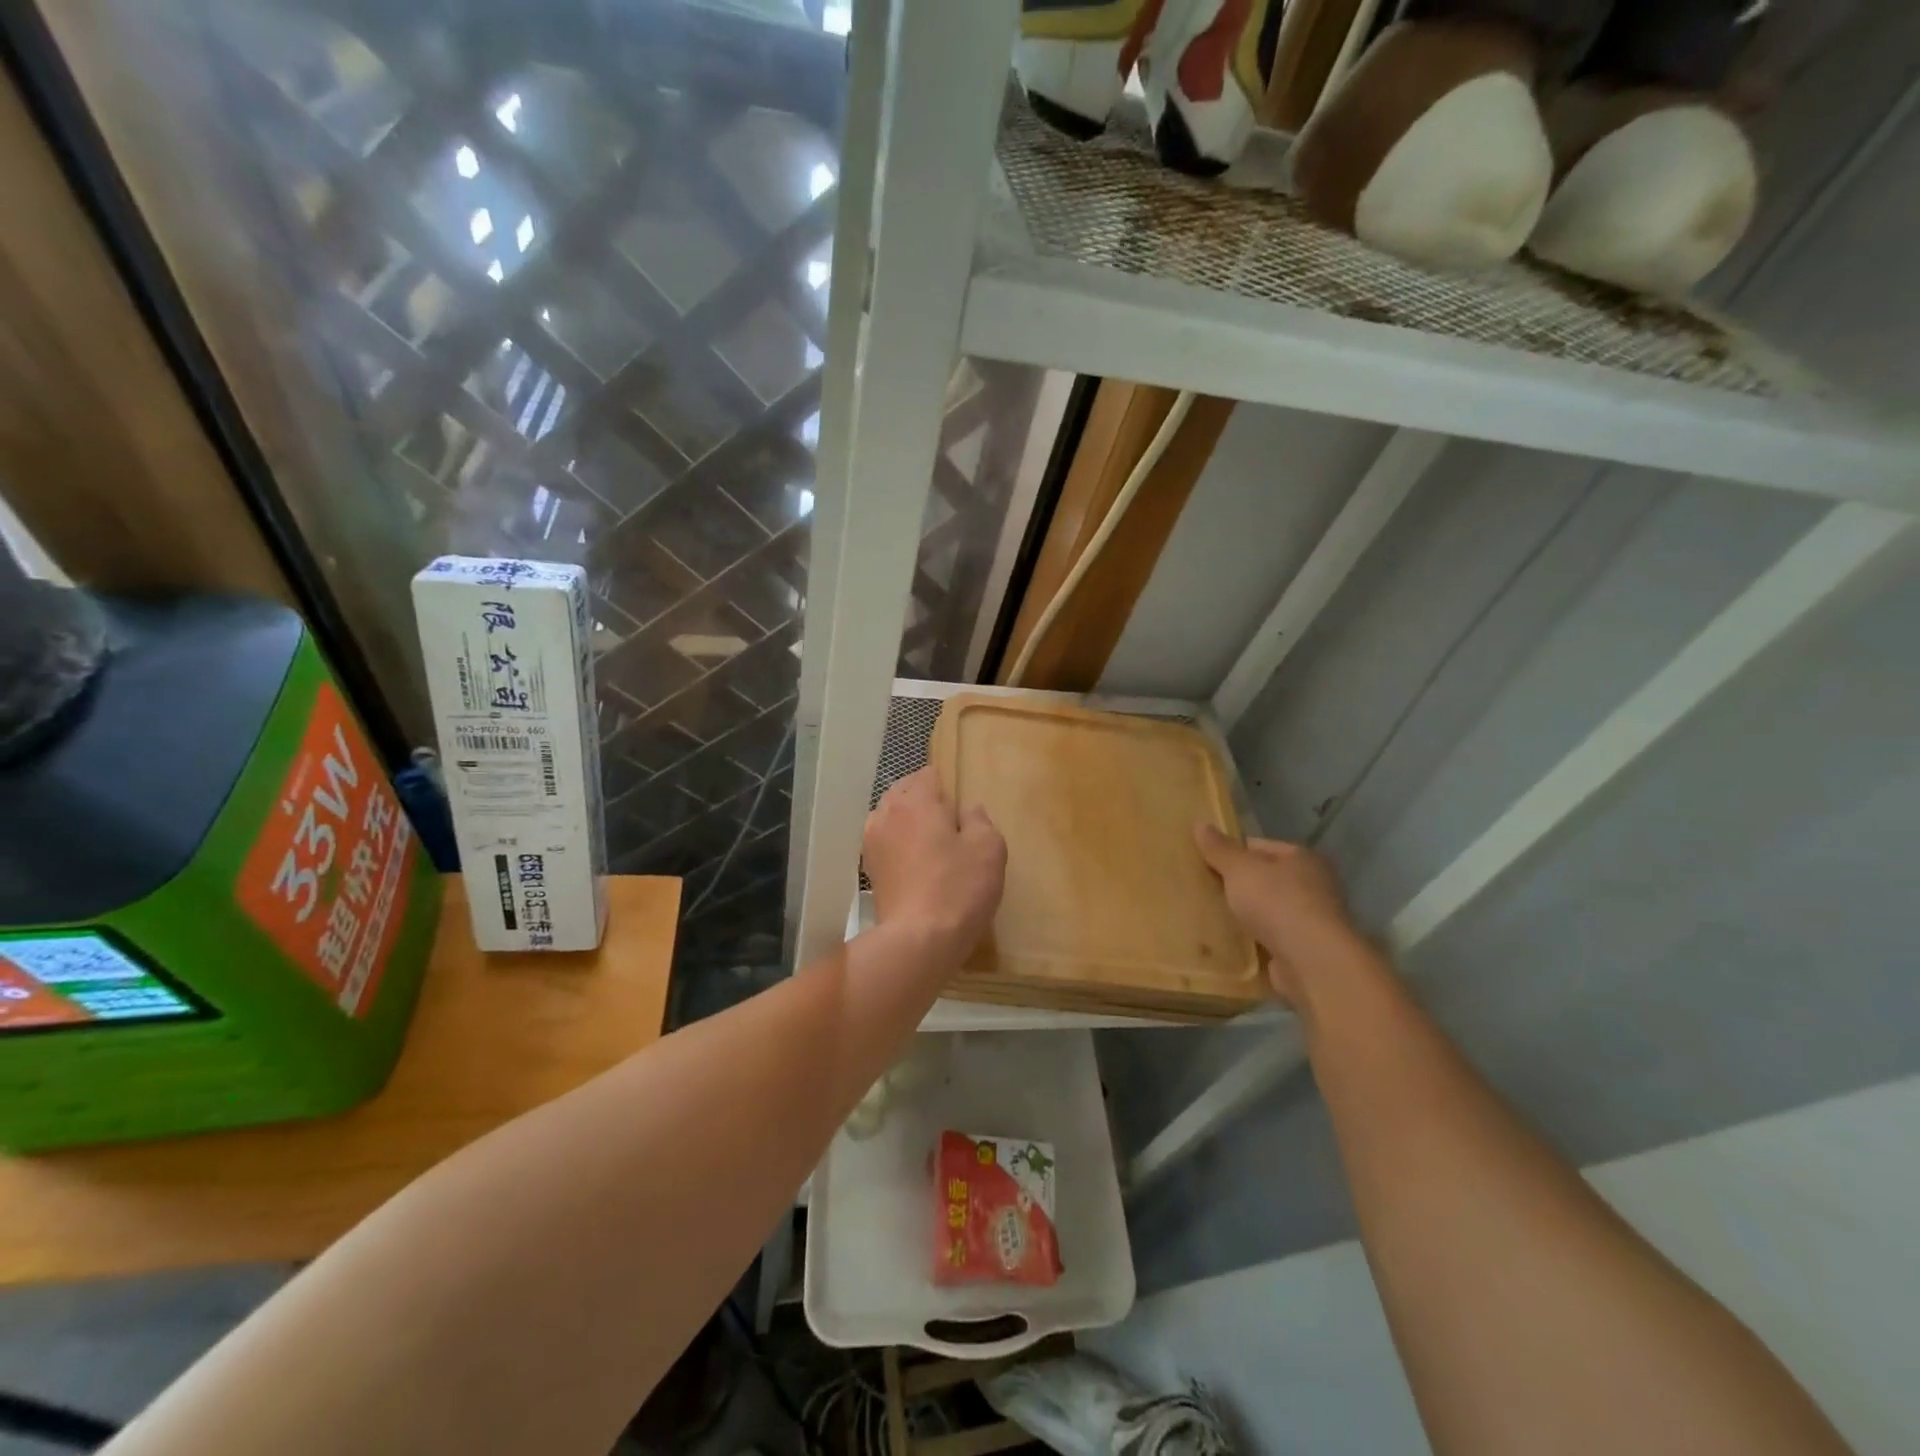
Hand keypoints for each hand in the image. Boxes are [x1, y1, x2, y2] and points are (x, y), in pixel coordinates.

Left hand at [863, 769, 1005, 963]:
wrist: (918, 940)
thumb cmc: (959, 888)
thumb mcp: (989, 848)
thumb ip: (979, 820)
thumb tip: (967, 810)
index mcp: (917, 800)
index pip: (929, 774)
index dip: (947, 786)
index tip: (961, 807)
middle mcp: (887, 812)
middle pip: (905, 791)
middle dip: (925, 800)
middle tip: (949, 824)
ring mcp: (872, 841)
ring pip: (891, 816)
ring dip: (908, 822)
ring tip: (931, 843)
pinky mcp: (869, 869)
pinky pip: (885, 842)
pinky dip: (898, 845)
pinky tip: (915, 864)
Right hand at [1194, 825, 1367, 1007]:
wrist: (1311, 961)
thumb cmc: (1277, 902)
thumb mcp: (1240, 869)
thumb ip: (1220, 849)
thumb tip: (1200, 824)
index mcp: (1303, 858)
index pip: (1260, 847)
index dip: (1232, 852)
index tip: (1204, 863)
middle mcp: (1314, 886)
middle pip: (1266, 879)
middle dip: (1238, 885)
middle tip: (1204, 890)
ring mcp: (1312, 921)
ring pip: (1268, 911)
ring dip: (1246, 915)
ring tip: (1212, 917)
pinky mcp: (1306, 951)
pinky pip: (1271, 939)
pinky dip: (1254, 941)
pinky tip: (1231, 943)